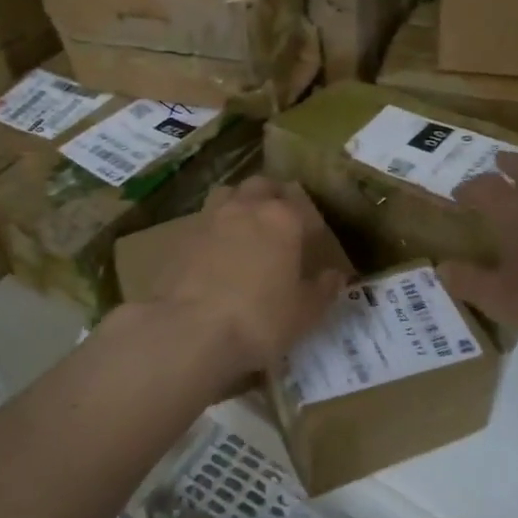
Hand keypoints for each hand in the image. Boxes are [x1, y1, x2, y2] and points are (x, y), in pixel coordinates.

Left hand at [155, 177, 348, 385]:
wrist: (191, 331)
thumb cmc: (259, 320)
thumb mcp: (304, 313)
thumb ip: (323, 289)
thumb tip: (335, 275)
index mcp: (282, 218)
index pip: (303, 206)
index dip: (311, 223)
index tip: (314, 241)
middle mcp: (246, 207)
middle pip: (262, 186)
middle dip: (273, 197)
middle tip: (280, 222)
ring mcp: (210, 218)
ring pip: (229, 193)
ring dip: (240, 202)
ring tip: (246, 226)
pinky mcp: (182, 236)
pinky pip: (204, 220)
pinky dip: (214, 228)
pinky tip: (217, 251)